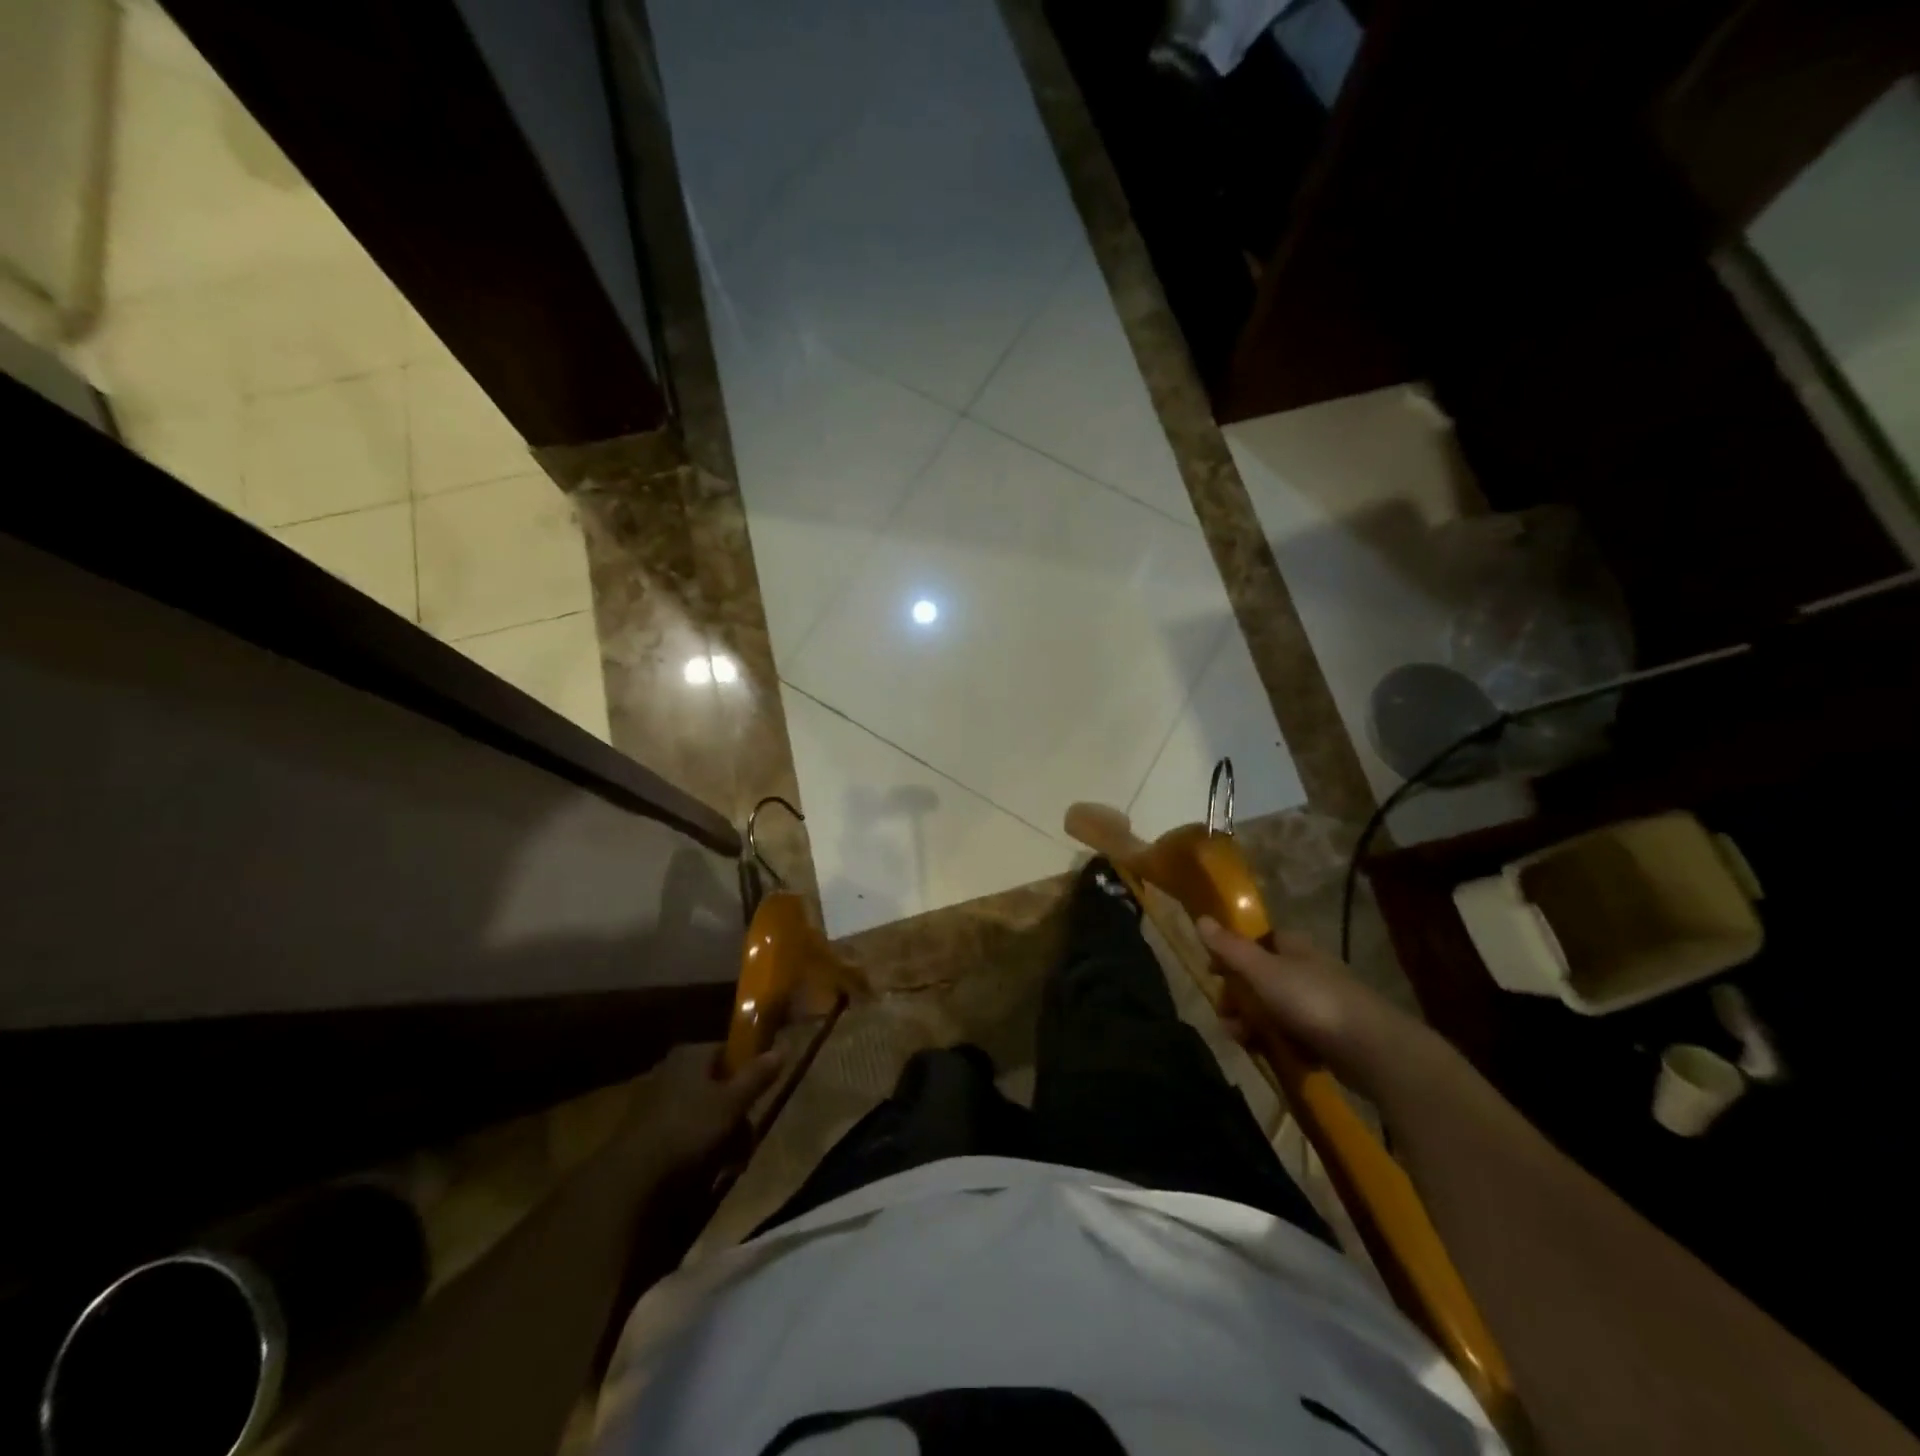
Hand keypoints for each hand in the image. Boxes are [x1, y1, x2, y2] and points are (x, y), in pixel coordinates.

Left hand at [620, 1043, 783, 1174]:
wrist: (632, 1180)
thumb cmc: (689, 1129)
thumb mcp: (733, 1102)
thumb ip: (757, 1075)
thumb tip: (783, 1047)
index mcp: (690, 1054)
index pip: (729, 1052)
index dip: (748, 1073)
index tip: (759, 1098)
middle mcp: (672, 1070)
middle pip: (718, 1085)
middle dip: (737, 1113)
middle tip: (746, 1138)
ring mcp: (657, 1102)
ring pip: (704, 1112)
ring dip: (723, 1136)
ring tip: (731, 1162)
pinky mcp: (647, 1133)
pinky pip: (686, 1133)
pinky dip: (700, 1148)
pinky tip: (708, 1170)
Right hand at [1197, 917, 1446, 1101]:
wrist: (1372, 1050)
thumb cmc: (1311, 1000)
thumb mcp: (1262, 971)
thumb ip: (1230, 948)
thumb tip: (1200, 919)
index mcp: (1295, 948)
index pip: (1260, 940)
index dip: (1234, 953)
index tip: (1214, 972)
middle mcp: (1309, 970)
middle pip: (1263, 978)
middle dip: (1239, 998)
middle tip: (1225, 1016)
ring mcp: (1323, 1005)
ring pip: (1276, 1010)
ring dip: (1254, 1025)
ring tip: (1243, 1042)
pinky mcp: (1332, 1037)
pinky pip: (1296, 1037)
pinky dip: (1281, 1045)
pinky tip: (1274, 1055)